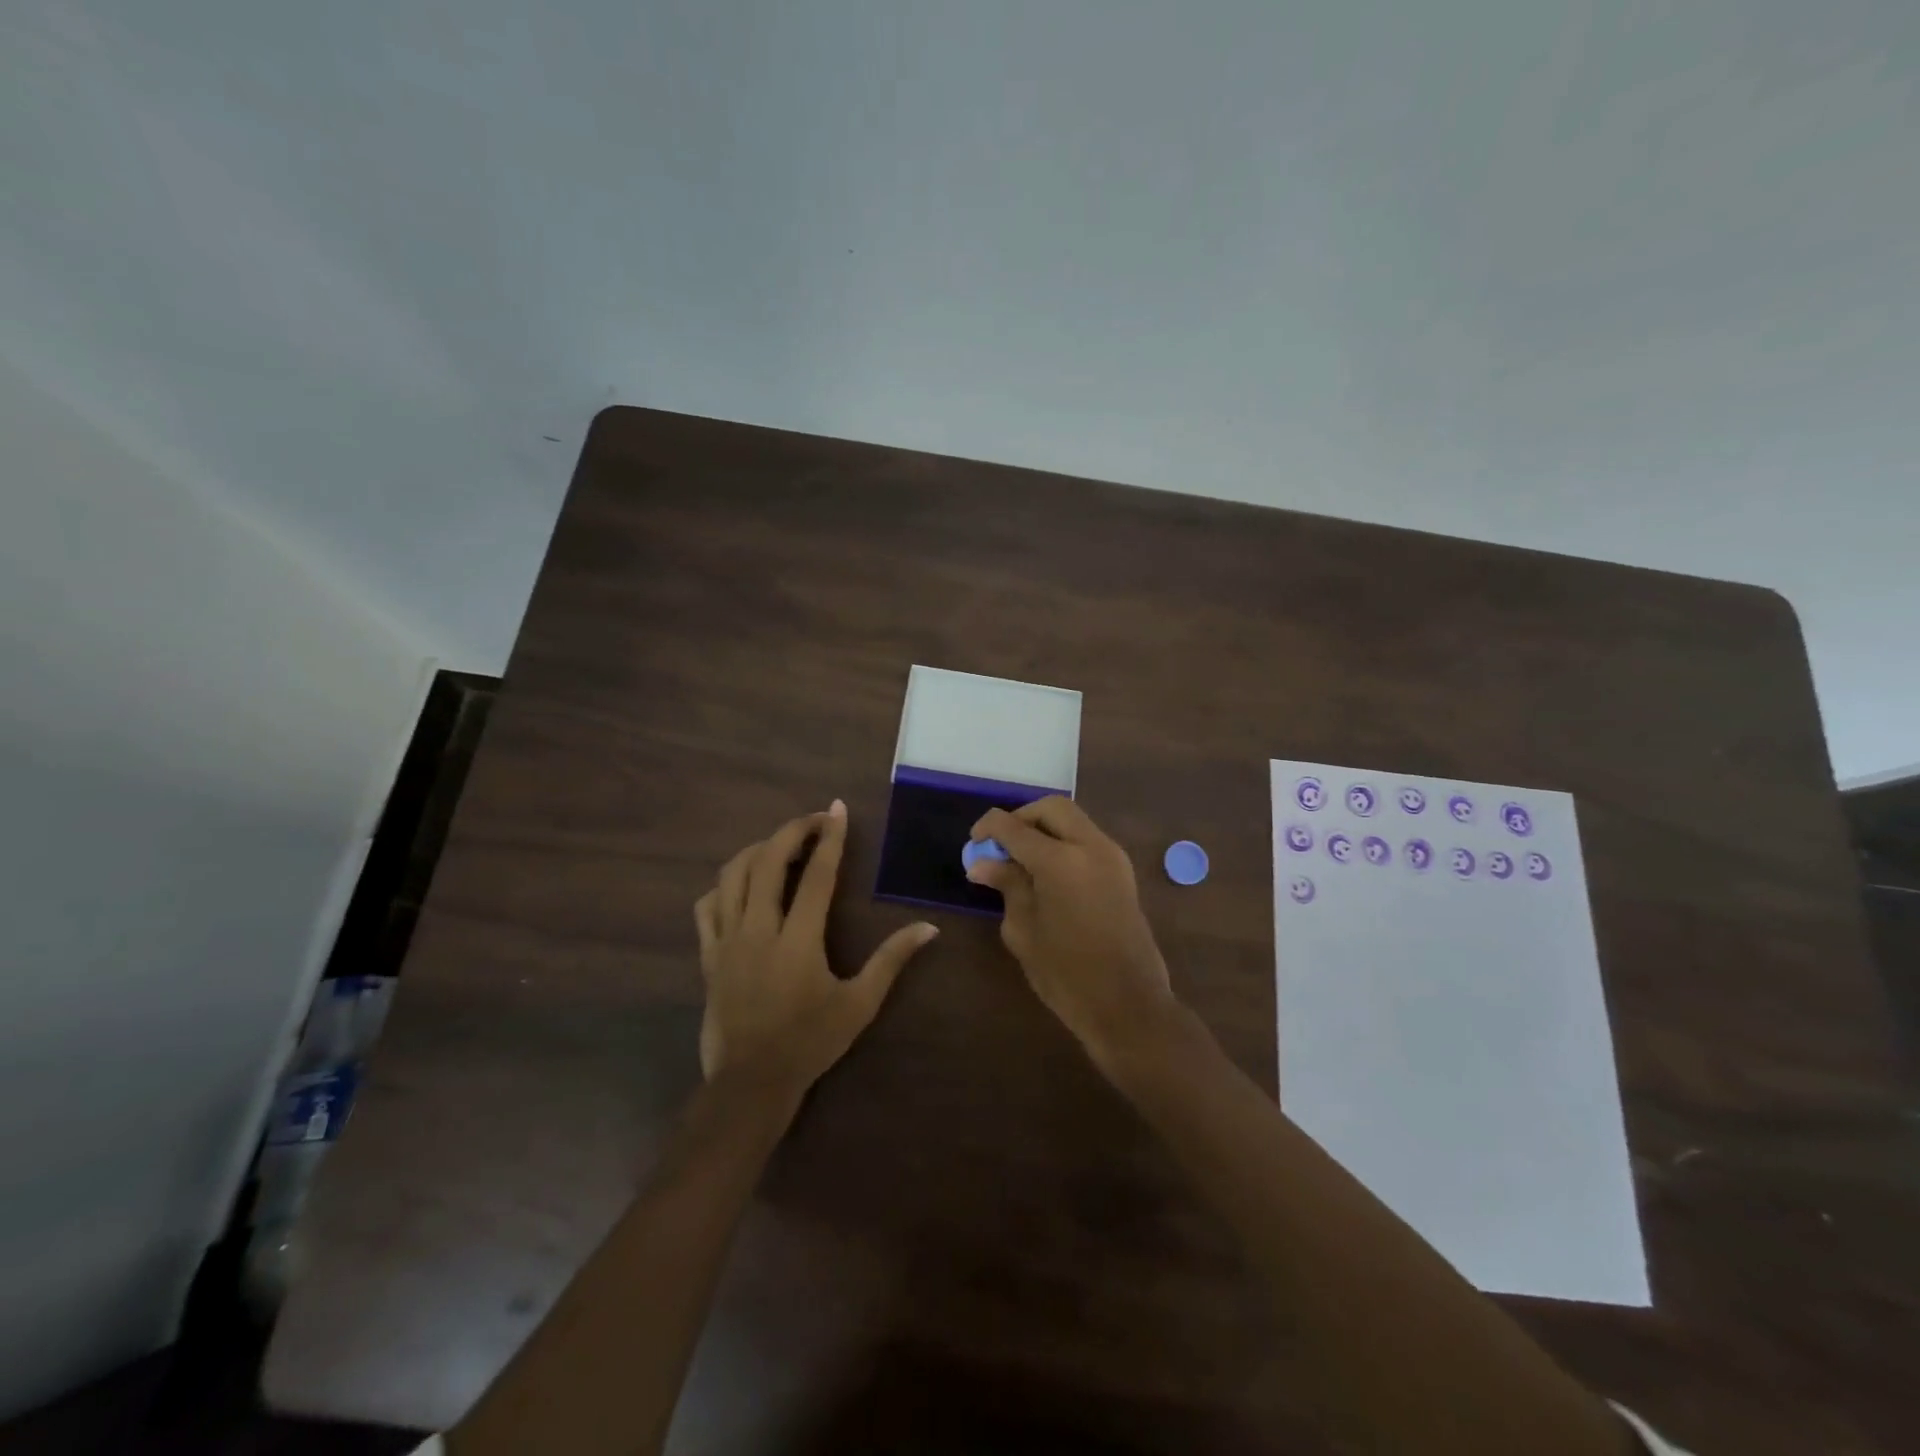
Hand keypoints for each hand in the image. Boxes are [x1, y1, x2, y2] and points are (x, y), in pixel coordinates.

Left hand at [694, 800, 936, 1093]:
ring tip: (782, 846)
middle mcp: (758, 930)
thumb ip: (892, 961)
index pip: (817, 875)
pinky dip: (725, 885)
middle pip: (768, 862)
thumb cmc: (809, 1042)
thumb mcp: (860, 1004)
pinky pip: (708, 906)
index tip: (837, 809)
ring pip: (733, 875)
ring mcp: (727, 941)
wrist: (750, 1083)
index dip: (830, 838)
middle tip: (814, 820)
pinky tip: (742, 885)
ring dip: (758, 850)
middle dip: (792, 831)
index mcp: (798, 940)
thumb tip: (928, 928)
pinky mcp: (708, 955)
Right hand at [965, 797, 1177, 1073]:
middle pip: (1051, 808)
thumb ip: (1007, 886)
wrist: (1129, 1005)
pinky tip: (1046, 871)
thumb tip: (982, 863)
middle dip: (1022, 818)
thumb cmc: (1067, 974)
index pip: (1015, 826)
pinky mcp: (1122, 871)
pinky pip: (1087, 839)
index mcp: (1060, 860)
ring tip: (1021, 859)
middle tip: (1000, 845)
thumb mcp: (1024, 930)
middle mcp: (1090, 846)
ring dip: (1044, 828)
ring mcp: (1112, 856)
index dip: (989, 828)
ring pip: (1073, 820)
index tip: (973, 843)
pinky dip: (1063, 842)